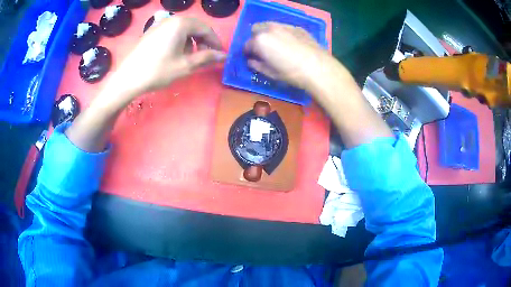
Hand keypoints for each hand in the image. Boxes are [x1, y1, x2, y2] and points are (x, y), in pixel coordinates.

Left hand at [113, 17, 225, 95]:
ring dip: (192, 41)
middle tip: (206, 57)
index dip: (215, 43)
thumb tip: (224, 56)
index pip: (206, 29)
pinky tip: (175, 54)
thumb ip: (207, 58)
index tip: (219, 55)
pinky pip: (172, 32)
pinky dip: (180, 41)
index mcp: (182, 24)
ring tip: (190, 57)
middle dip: (203, 41)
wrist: (127, 79)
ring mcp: (160, 24)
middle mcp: (172, 19)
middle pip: (195, 27)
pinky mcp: (152, 32)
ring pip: (184, 29)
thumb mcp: (185, 65)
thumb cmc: (158, 71)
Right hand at [244, 22, 330, 89]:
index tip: (252, 58)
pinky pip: (284, 28)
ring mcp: (284, 26)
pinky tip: (290, 43)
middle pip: (256, 30)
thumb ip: (257, 65)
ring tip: (276, 44)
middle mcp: (270, 29)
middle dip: (256, 38)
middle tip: (263, 49)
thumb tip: (251, 61)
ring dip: (268, 33)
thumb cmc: (291, 73)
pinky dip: (282, 33)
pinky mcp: (297, 28)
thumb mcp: (270, 73)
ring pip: (270, 26)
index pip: (247, 45)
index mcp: (260, 40)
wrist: (318, 68)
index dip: (248, 52)